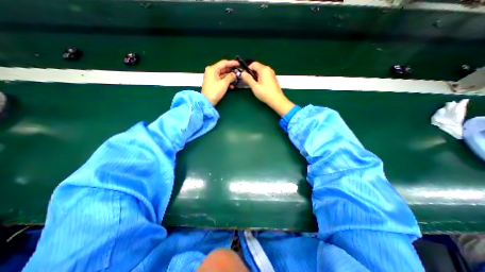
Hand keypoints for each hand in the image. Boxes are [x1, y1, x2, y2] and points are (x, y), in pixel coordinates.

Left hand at [200, 59, 239, 105]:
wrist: (207, 101)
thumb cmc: (214, 92)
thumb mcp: (224, 83)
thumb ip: (230, 77)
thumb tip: (234, 74)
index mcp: (212, 69)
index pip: (223, 63)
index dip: (232, 63)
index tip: (238, 64)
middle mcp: (211, 71)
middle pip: (223, 68)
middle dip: (231, 71)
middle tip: (238, 72)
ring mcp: (212, 77)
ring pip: (223, 74)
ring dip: (230, 77)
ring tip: (236, 80)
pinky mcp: (213, 82)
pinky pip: (221, 79)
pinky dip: (226, 81)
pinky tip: (232, 86)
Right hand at [240, 61, 293, 116]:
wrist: (276, 100)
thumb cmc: (266, 93)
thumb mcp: (254, 86)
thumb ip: (248, 79)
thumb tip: (243, 74)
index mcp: (264, 70)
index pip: (253, 64)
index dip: (247, 69)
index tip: (244, 76)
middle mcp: (268, 70)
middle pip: (257, 67)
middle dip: (251, 73)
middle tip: (248, 81)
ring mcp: (271, 74)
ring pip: (261, 72)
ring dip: (255, 77)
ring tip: (253, 85)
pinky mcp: (272, 79)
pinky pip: (264, 76)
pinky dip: (260, 79)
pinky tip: (259, 86)